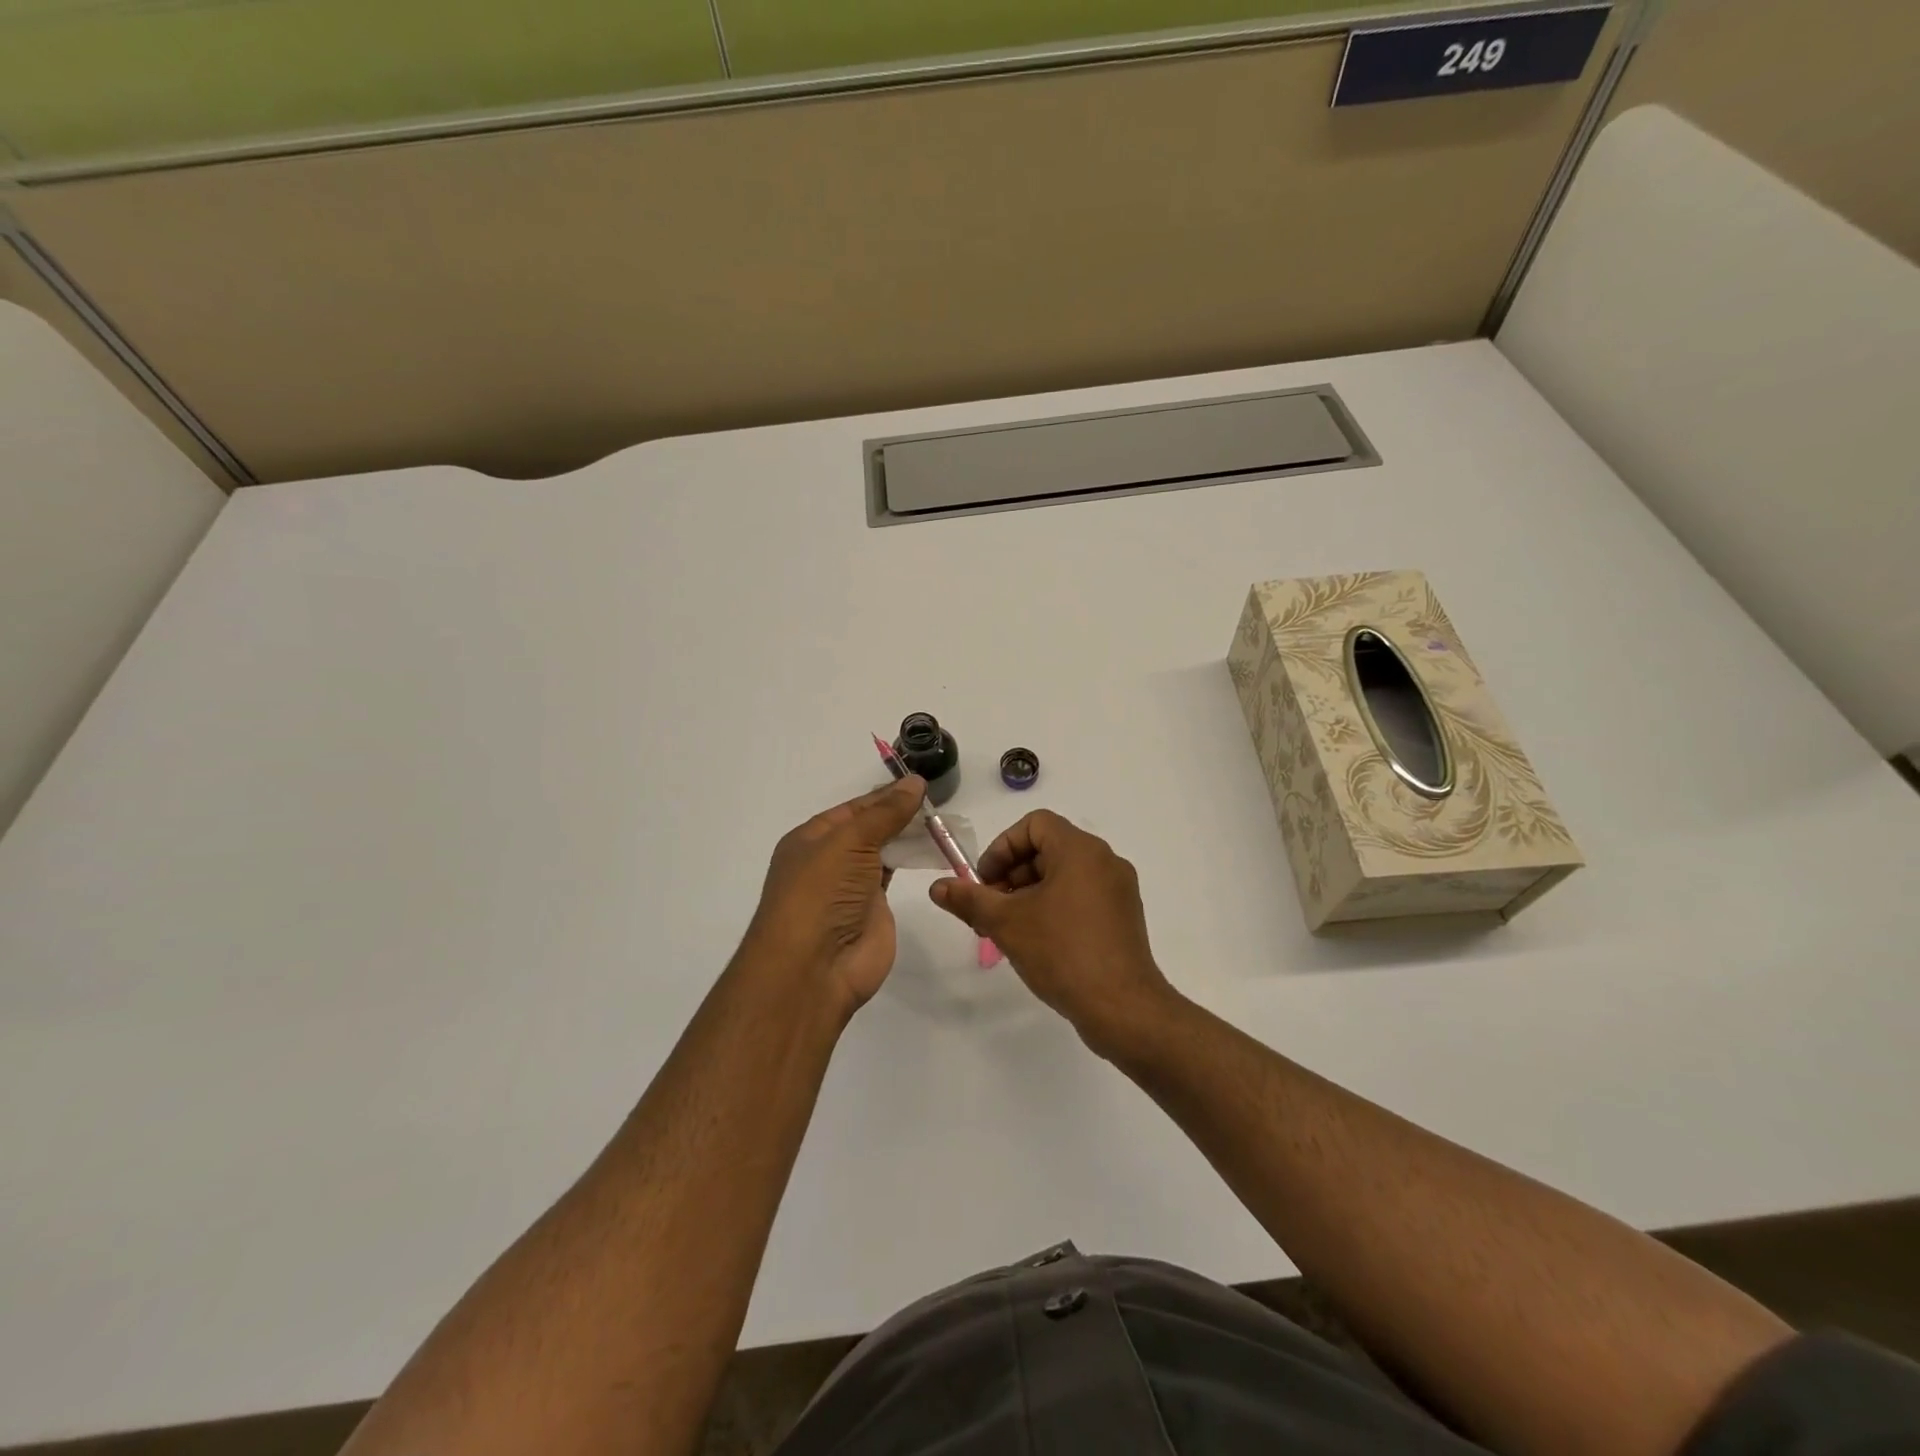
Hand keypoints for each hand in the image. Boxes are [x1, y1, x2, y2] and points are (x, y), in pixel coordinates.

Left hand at [741, 775, 926, 1017]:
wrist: (814, 968)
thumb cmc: (821, 894)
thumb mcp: (850, 842)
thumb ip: (885, 813)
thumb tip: (915, 783)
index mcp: (812, 839)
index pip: (854, 809)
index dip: (885, 796)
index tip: (921, 786)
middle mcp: (829, 860)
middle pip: (870, 829)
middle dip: (899, 815)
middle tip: (938, 803)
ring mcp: (851, 886)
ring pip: (883, 851)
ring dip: (908, 837)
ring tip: (943, 821)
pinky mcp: (873, 909)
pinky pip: (894, 876)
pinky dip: (911, 862)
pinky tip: (932, 849)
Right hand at [929, 810, 1178, 1057]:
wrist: (1122, 1007)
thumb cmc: (1062, 952)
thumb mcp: (1006, 923)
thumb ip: (970, 899)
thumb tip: (937, 887)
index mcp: (1080, 850)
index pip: (1034, 824)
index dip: (1002, 847)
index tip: (985, 882)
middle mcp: (1104, 860)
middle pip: (1048, 849)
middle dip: (1012, 874)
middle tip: (990, 910)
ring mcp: (1118, 890)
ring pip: (1064, 875)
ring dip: (1030, 893)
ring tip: (1009, 929)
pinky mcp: (1124, 916)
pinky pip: (1082, 896)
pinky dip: (1055, 906)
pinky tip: (1038, 942)